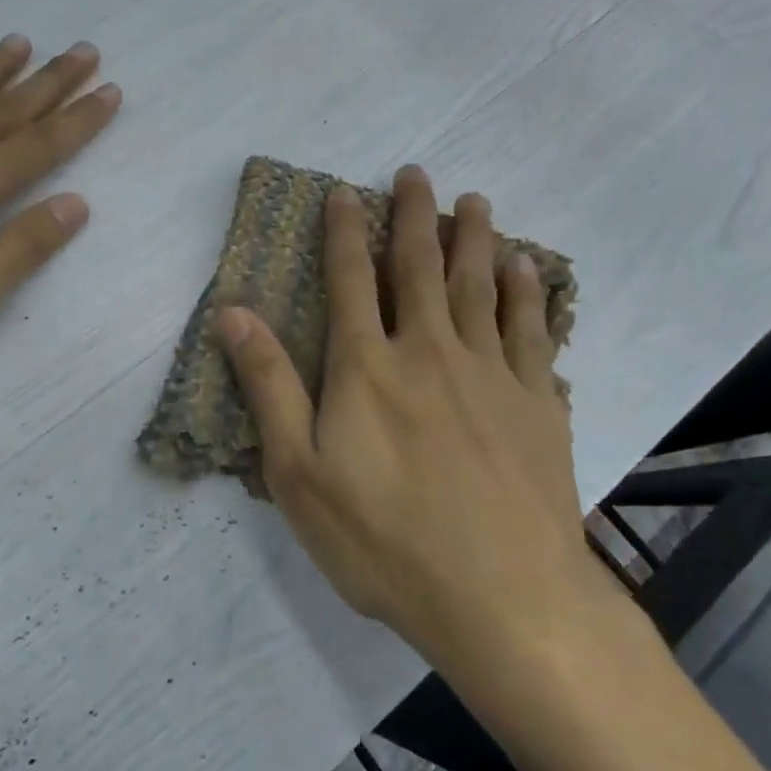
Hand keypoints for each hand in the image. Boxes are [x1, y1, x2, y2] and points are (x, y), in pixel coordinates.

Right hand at [216, 166, 614, 676]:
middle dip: (414, 215)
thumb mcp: (298, 472)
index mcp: (367, 366)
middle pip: (420, 267)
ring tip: (474, 201)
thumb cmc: (384, 540)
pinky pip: (532, 330)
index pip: (350, 280)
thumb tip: (233, 312)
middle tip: (416, 173)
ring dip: (474, 238)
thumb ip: (269, 385)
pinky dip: (526, 292)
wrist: (502, 597)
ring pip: (480, 287)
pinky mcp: (538, 403)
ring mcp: (492, 374)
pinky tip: (525, 268)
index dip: (343, 232)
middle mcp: (430, 351)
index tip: (343, 192)